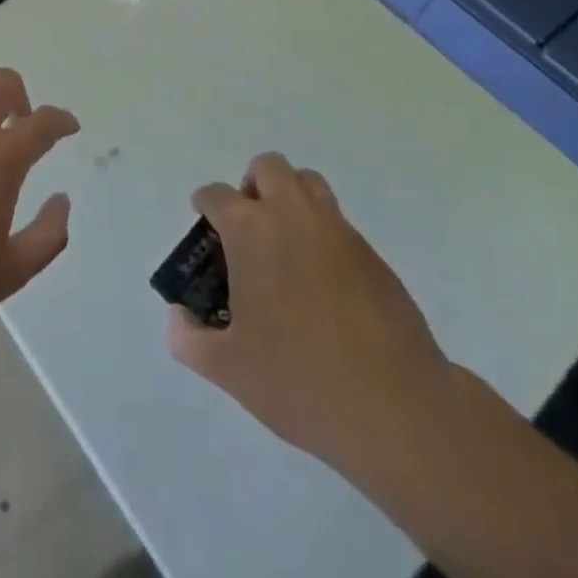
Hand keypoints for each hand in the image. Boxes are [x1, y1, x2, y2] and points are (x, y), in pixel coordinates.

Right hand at [166, 153, 455, 468]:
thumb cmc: (300, 381)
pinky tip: (322, 285)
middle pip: (268, 168)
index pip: (217, 195)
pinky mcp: (372, 255)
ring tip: (284, 246)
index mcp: (252, 231)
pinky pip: (337, 223)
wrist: (397, 410)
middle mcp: (293, 215)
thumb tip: (179, 318)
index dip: (205, 206)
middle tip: (247, 230)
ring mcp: (338, 231)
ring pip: (308, 183)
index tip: (204, 226)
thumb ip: (189, 339)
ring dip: (290, 198)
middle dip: (252, 187)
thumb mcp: (229, 370)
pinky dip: (321, 234)